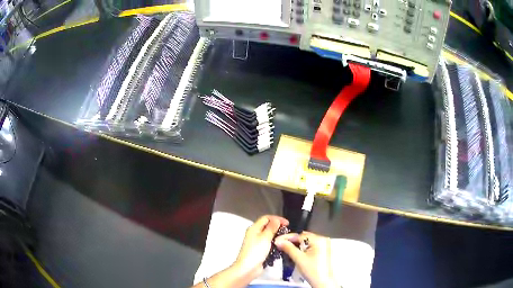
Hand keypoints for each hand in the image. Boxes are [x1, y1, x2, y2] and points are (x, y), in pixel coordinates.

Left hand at [233, 215, 288, 280]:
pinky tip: (281, 246)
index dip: (277, 219)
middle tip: (287, 231)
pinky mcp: (260, 249)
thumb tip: (277, 219)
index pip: (266, 218)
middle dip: (278, 226)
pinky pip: (269, 243)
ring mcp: (257, 242)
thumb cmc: (256, 251)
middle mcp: (255, 233)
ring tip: (286, 238)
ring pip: (269, 235)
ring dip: (277, 235)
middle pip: (267, 226)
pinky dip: (275, 242)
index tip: (287, 223)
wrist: (248, 268)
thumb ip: (271, 228)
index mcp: (254, 228)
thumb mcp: (265, 238)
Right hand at [275, 231, 336, 287]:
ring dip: (296, 245)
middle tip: (281, 245)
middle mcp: (323, 240)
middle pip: (303, 237)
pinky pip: (310, 246)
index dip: (287, 238)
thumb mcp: (299, 259)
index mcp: (318, 240)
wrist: (323, 282)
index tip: (277, 240)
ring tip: (286, 248)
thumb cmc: (313, 271)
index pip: (299, 235)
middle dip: (292, 241)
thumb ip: (288, 248)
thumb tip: (279, 241)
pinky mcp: (323, 251)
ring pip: (306, 242)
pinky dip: (302, 248)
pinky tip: (296, 252)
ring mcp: (324, 245)